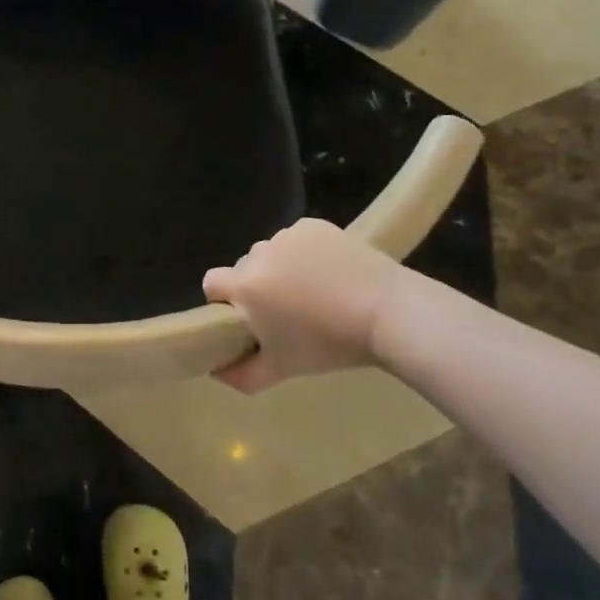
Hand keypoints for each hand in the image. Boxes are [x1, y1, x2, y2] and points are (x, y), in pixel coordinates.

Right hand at [204, 219, 409, 392]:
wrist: (386, 310)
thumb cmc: (328, 344)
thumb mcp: (282, 369)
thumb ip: (241, 375)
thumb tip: (216, 371)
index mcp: (245, 286)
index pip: (212, 283)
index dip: (223, 301)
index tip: (247, 319)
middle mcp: (259, 253)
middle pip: (244, 268)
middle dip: (257, 286)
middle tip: (287, 311)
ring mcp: (287, 235)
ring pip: (271, 253)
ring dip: (281, 268)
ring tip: (314, 292)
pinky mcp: (313, 225)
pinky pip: (297, 240)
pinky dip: (306, 253)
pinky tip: (330, 273)